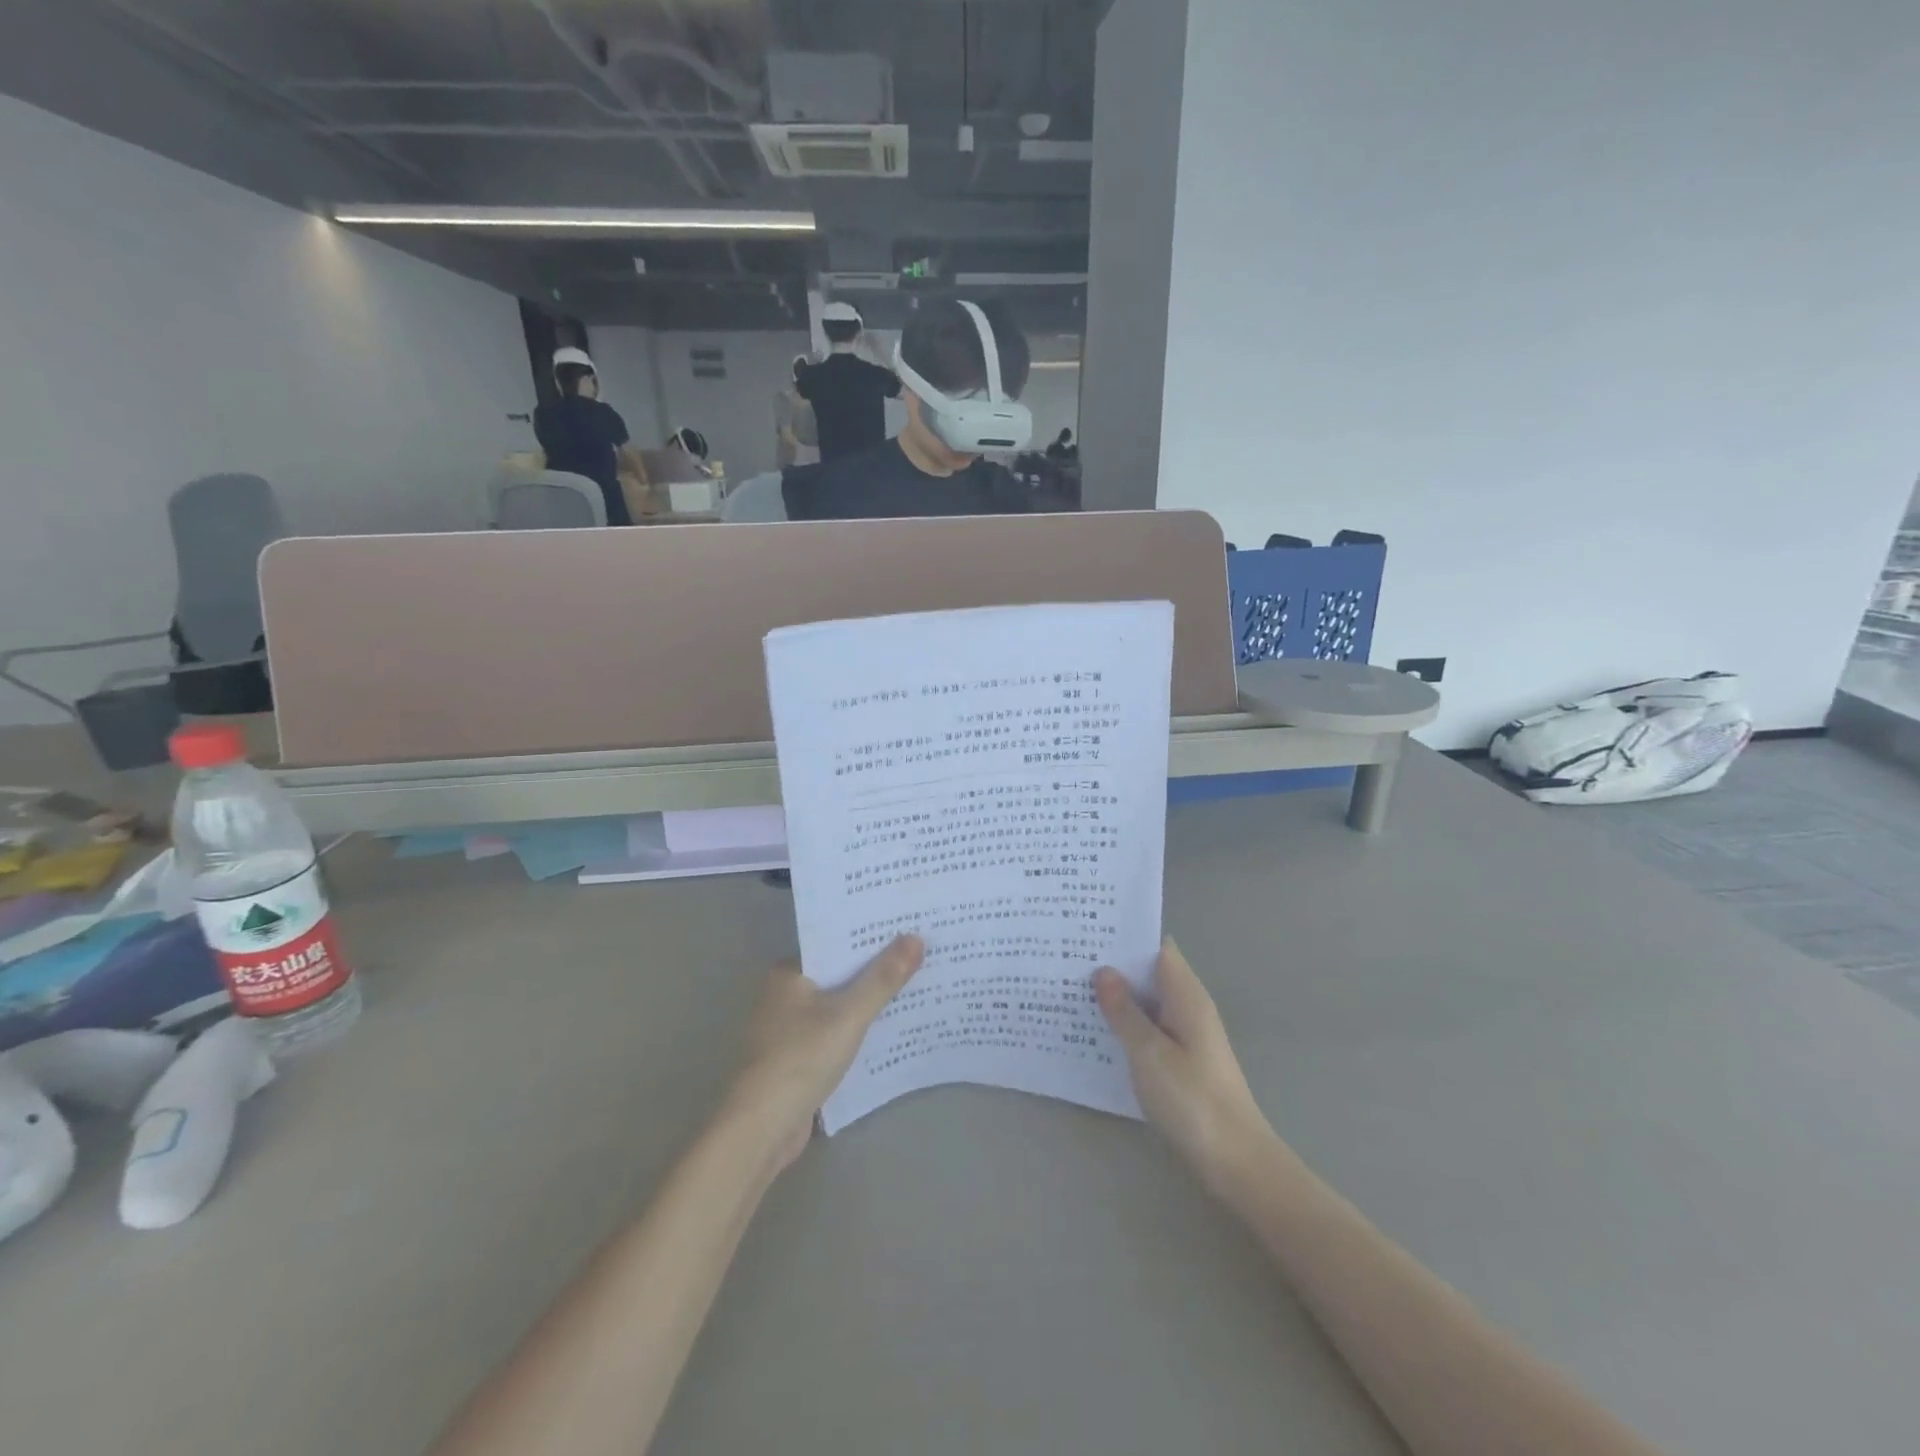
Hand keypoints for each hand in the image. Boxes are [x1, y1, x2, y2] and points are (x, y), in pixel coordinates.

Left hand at [724, 935, 924, 1172]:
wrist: (762, 1128)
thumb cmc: (802, 1058)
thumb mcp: (849, 1014)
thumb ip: (883, 978)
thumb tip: (916, 938)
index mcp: (788, 973)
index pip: (835, 945)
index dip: (870, 939)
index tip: (907, 930)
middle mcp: (783, 995)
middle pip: (838, 975)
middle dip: (874, 971)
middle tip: (920, 957)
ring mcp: (787, 1029)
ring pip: (837, 1006)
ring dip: (867, 1003)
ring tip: (914, 988)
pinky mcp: (796, 1059)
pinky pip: (834, 1033)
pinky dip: (856, 1031)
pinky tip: (888, 1030)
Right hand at [1094, 940, 1273, 1191]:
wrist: (1235, 1161)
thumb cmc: (1192, 1100)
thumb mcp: (1149, 1052)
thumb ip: (1124, 1011)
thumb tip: (1103, 971)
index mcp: (1186, 995)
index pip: (1156, 947)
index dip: (1125, 936)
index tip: (1088, 929)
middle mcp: (1189, 1007)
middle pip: (1149, 972)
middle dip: (1114, 965)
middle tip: (1067, 957)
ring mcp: (1187, 1034)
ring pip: (1147, 1001)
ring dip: (1117, 996)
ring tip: (1071, 988)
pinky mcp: (1182, 1060)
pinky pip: (1149, 1028)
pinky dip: (1125, 1023)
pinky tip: (1094, 1030)